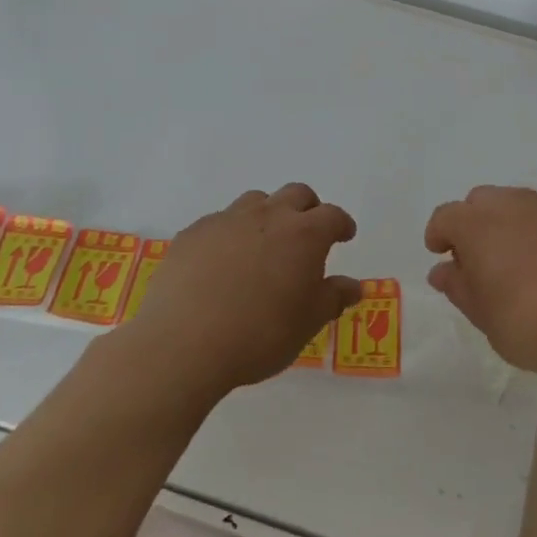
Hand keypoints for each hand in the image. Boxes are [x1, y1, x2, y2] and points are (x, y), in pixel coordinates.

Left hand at [134, 184, 360, 390]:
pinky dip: (230, 234)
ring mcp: (226, 220)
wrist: (183, 343)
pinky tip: (222, 263)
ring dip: (267, 215)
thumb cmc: (260, 334)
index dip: (341, 224)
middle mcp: (268, 216)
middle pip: (296, 194)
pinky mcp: (193, 233)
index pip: (333, 216)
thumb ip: (333, 298)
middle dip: (308, 208)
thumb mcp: (308, 323)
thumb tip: (353, 286)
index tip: (344, 235)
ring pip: (256, 201)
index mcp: (304, 235)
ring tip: (264, 245)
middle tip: (308, 232)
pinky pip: (219, 222)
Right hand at [424, 186, 536, 376]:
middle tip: (481, 258)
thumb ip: (460, 288)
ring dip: (512, 224)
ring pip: (521, 203)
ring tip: (521, 260)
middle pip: (483, 200)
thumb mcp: (485, 317)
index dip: (439, 234)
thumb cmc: (532, 325)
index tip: (441, 254)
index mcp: (478, 225)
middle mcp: (513, 205)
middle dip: (475, 223)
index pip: (446, 216)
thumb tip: (443, 271)